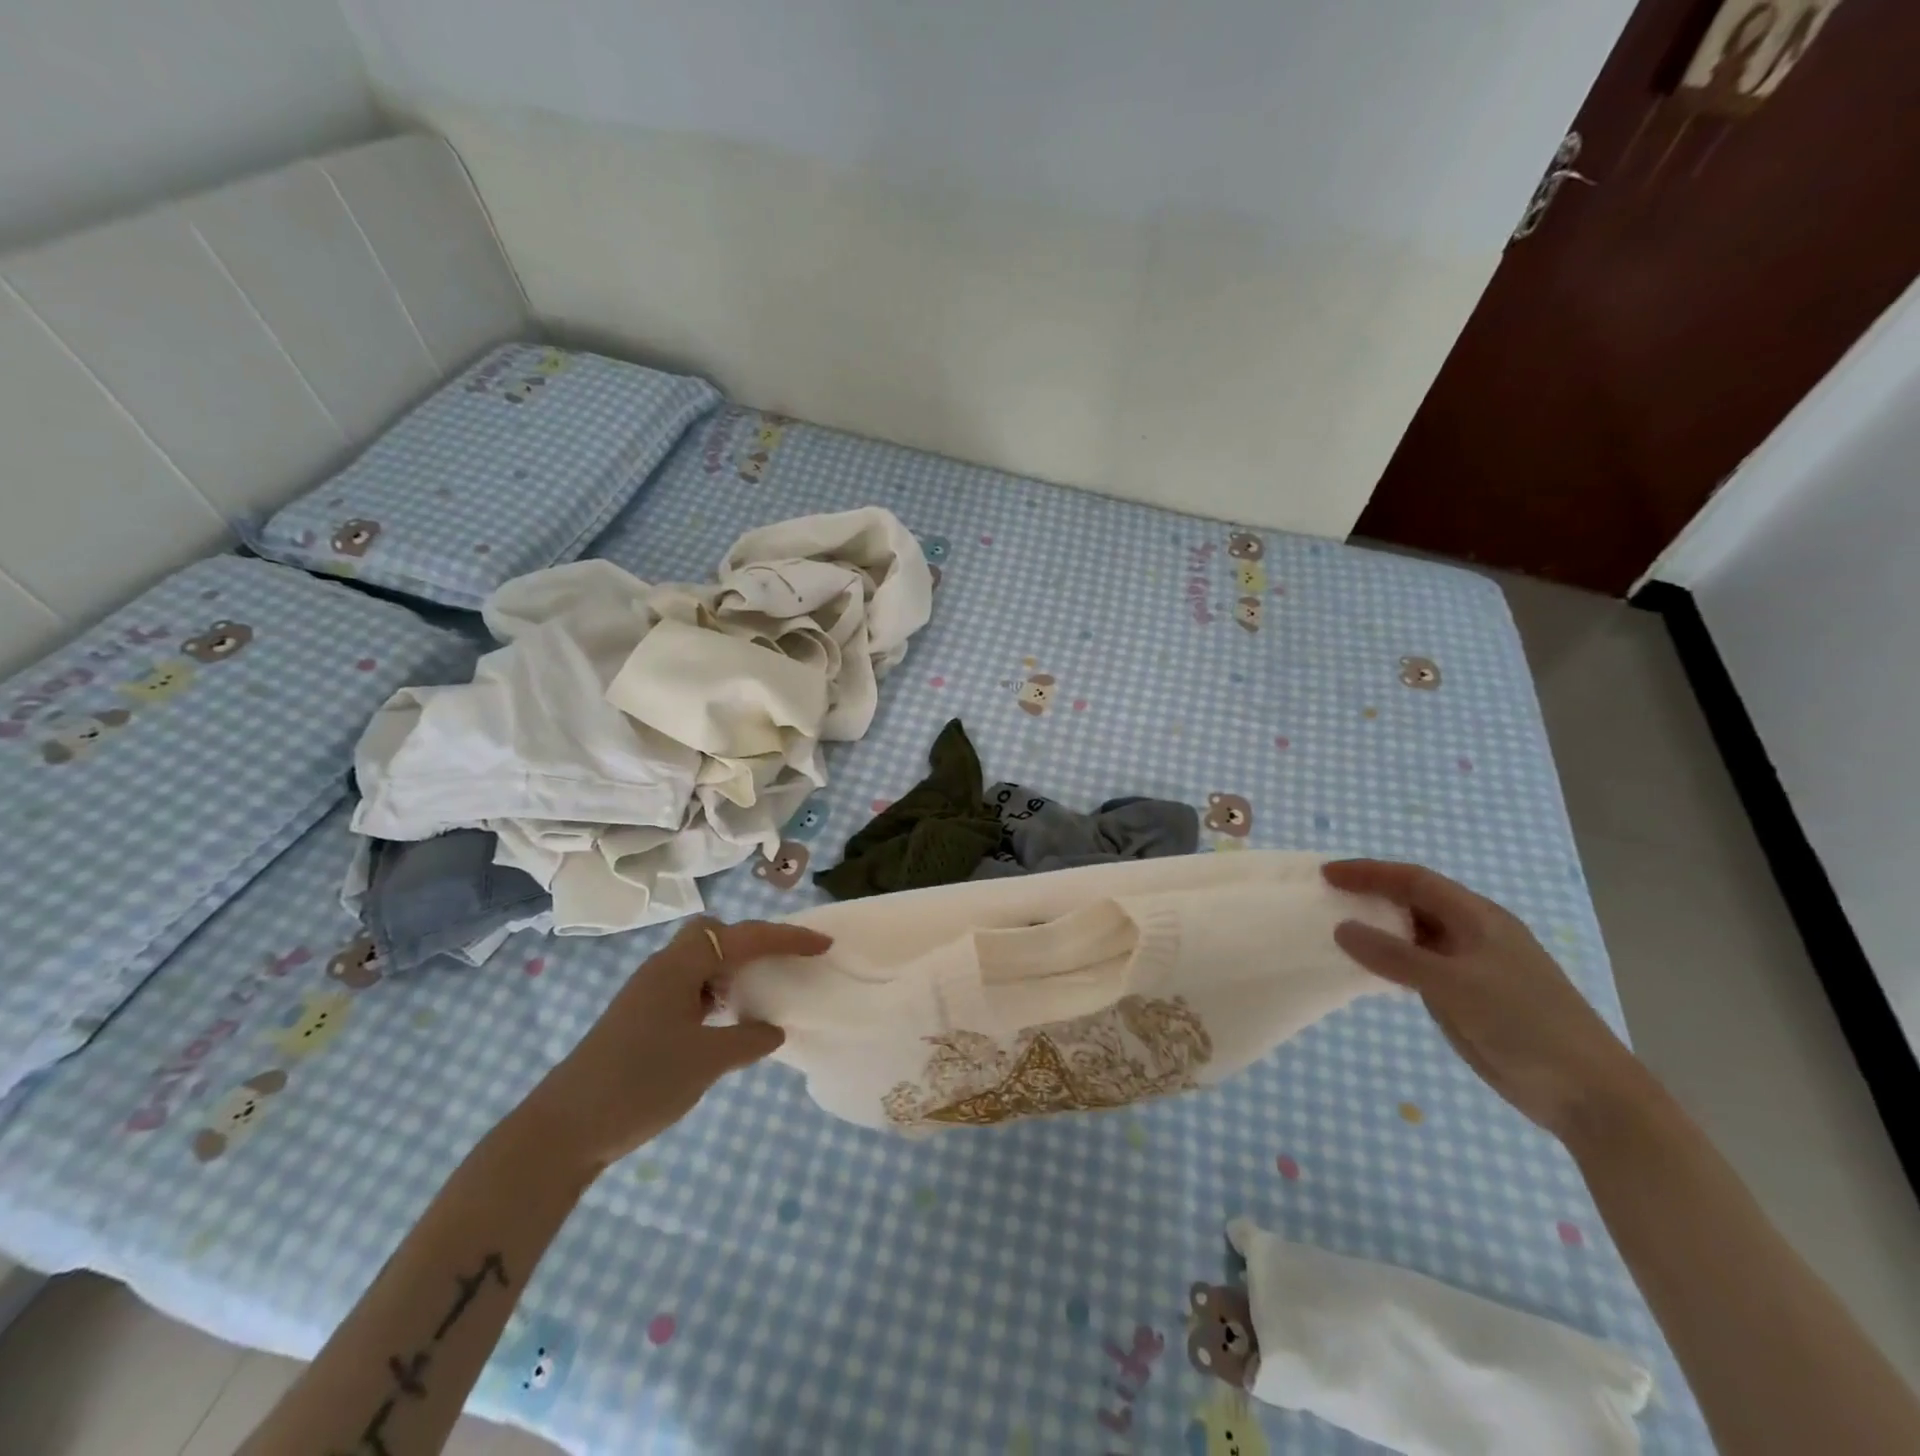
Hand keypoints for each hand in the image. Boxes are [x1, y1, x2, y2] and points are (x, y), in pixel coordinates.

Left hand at [529, 917, 832, 1167]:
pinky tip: (723, 1024)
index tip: (823, 945)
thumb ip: (749, 1040)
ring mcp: (648, 992)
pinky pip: (688, 987)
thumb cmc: (641, 1083)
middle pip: (714, 933)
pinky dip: (713, 994)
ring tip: (756, 998)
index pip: (745, 937)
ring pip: (699, 961)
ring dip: (731, 970)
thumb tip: (772, 1030)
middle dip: (751, 943)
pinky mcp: (640, 1016)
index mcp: (681, 966)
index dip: (787, 938)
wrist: (564, 1129)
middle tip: (777, 966)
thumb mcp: (707, 1062)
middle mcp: (664, 968)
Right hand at [1324, 860, 1654, 1141]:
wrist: (1589, 1093)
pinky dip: (1389, 960)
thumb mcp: (1453, 985)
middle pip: (1414, 901)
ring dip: (1378, 927)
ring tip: (1336, 927)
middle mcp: (1473, 933)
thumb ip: (1394, 956)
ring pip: (1414, 934)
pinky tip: (1366, 968)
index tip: (1326, 874)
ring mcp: (1471, 966)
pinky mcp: (1467, 997)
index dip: (1369, 872)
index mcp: (1478, 917)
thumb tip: (1341, 928)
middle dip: (1371, 894)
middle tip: (1326, 897)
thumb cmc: (1525, 1024)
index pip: (1414, 880)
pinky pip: (1418, 966)